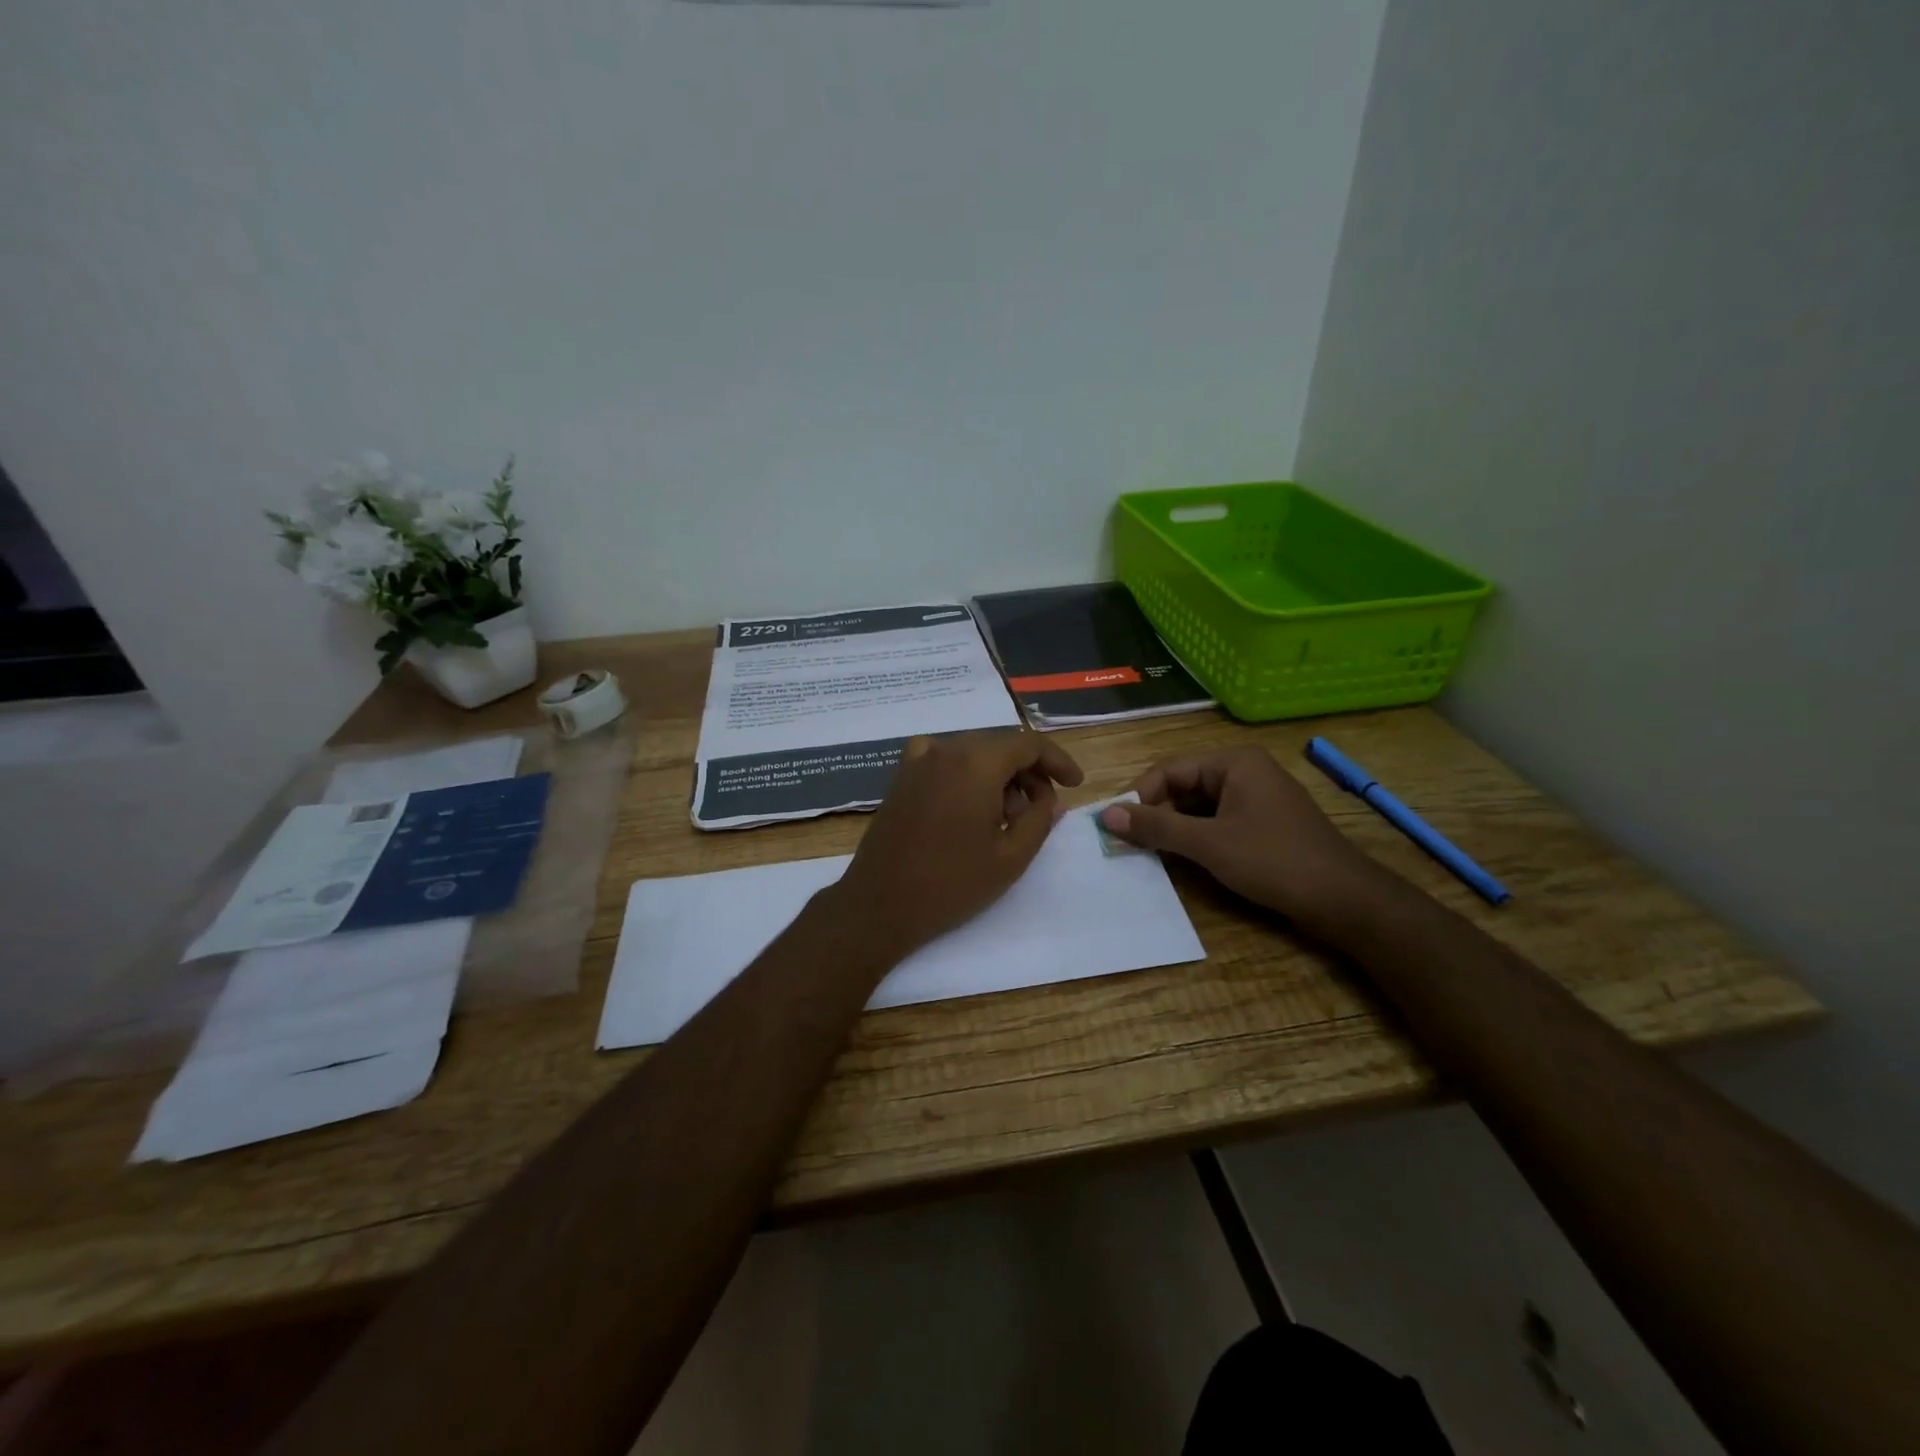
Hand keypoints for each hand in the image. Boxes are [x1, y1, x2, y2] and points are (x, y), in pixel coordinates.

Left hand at [827, 730, 1085, 961]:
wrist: (879, 904)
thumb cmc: (951, 884)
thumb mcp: (1011, 857)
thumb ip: (1041, 819)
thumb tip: (1052, 798)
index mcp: (976, 762)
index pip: (1028, 743)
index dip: (1057, 761)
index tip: (1075, 785)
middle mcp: (946, 749)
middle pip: (1000, 745)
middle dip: (1028, 772)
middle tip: (1042, 810)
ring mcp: (918, 761)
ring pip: (973, 753)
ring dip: (999, 776)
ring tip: (1008, 819)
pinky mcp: (902, 778)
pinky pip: (946, 762)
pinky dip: (968, 776)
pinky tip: (971, 809)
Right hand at [1098, 746, 1378, 923]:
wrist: (1345, 899)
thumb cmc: (1273, 861)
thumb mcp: (1208, 844)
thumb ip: (1156, 828)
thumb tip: (1105, 815)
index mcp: (1233, 762)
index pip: (1169, 770)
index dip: (1140, 797)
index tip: (1118, 828)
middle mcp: (1245, 771)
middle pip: (1183, 786)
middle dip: (1157, 814)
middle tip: (1132, 845)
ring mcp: (1257, 797)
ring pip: (1199, 807)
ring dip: (1176, 828)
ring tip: (1153, 854)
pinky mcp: (1265, 823)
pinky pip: (1218, 821)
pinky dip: (1198, 838)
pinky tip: (1186, 860)